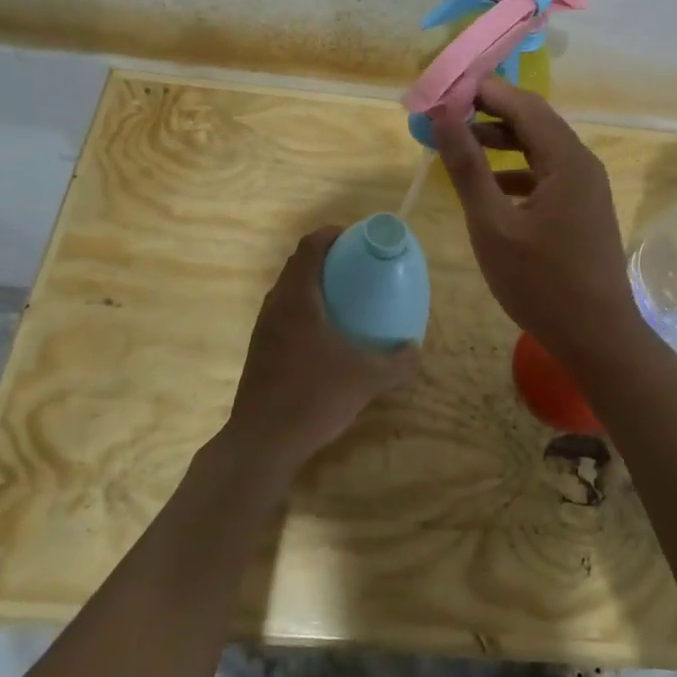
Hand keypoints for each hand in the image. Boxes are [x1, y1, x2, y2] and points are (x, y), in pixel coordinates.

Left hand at [224, 228, 419, 476]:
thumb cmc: (314, 397)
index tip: (355, 237)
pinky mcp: (260, 350)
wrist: (263, 442)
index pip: (310, 247)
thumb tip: (416, 350)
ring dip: (313, 284)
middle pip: (298, 265)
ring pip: (288, 290)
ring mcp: (264, 328)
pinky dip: (304, 309)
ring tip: (343, 296)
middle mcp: (276, 305)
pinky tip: (325, 334)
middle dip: (325, 257)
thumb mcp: (366, 379)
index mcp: (298, 299)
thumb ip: (397, 363)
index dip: (331, 234)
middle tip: (355, 265)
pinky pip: (283, 314)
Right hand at [430, 78, 643, 362]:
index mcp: (566, 159)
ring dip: (502, 142)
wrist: (598, 338)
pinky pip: (547, 174)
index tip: (444, 88)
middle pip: (534, 122)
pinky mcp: (583, 209)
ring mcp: (586, 188)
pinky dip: (517, 171)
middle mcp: (582, 163)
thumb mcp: (493, 224)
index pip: (523, 104)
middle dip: (490, 113)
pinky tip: (490, 186)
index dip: (484, 91)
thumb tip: (444, 116)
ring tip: (460, 144)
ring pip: (540, 149)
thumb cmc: (541, 283)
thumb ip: (468, 167)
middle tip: (447, 113)